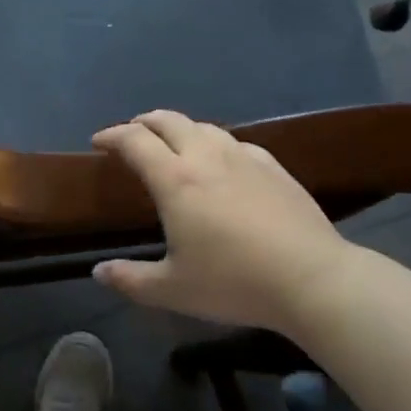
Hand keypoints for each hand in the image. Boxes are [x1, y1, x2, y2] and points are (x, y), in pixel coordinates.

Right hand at [91, 111, 349, 331]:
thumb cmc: (234, 282)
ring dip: (179, 129)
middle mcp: (205, 156)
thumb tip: (99, 272)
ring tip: (173, 145)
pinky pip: (235, 142)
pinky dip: (215, 143)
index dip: (112, 135)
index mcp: (175, 179)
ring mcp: (243, 157)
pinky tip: (222, 161)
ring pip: (203, 126)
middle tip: (132, 135)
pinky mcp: (273, 166)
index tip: (98, 142)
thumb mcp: (173, 290)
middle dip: (143, 122)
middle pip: (168, 120)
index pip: (134, 140)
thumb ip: (131, 279)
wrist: (312, 278)